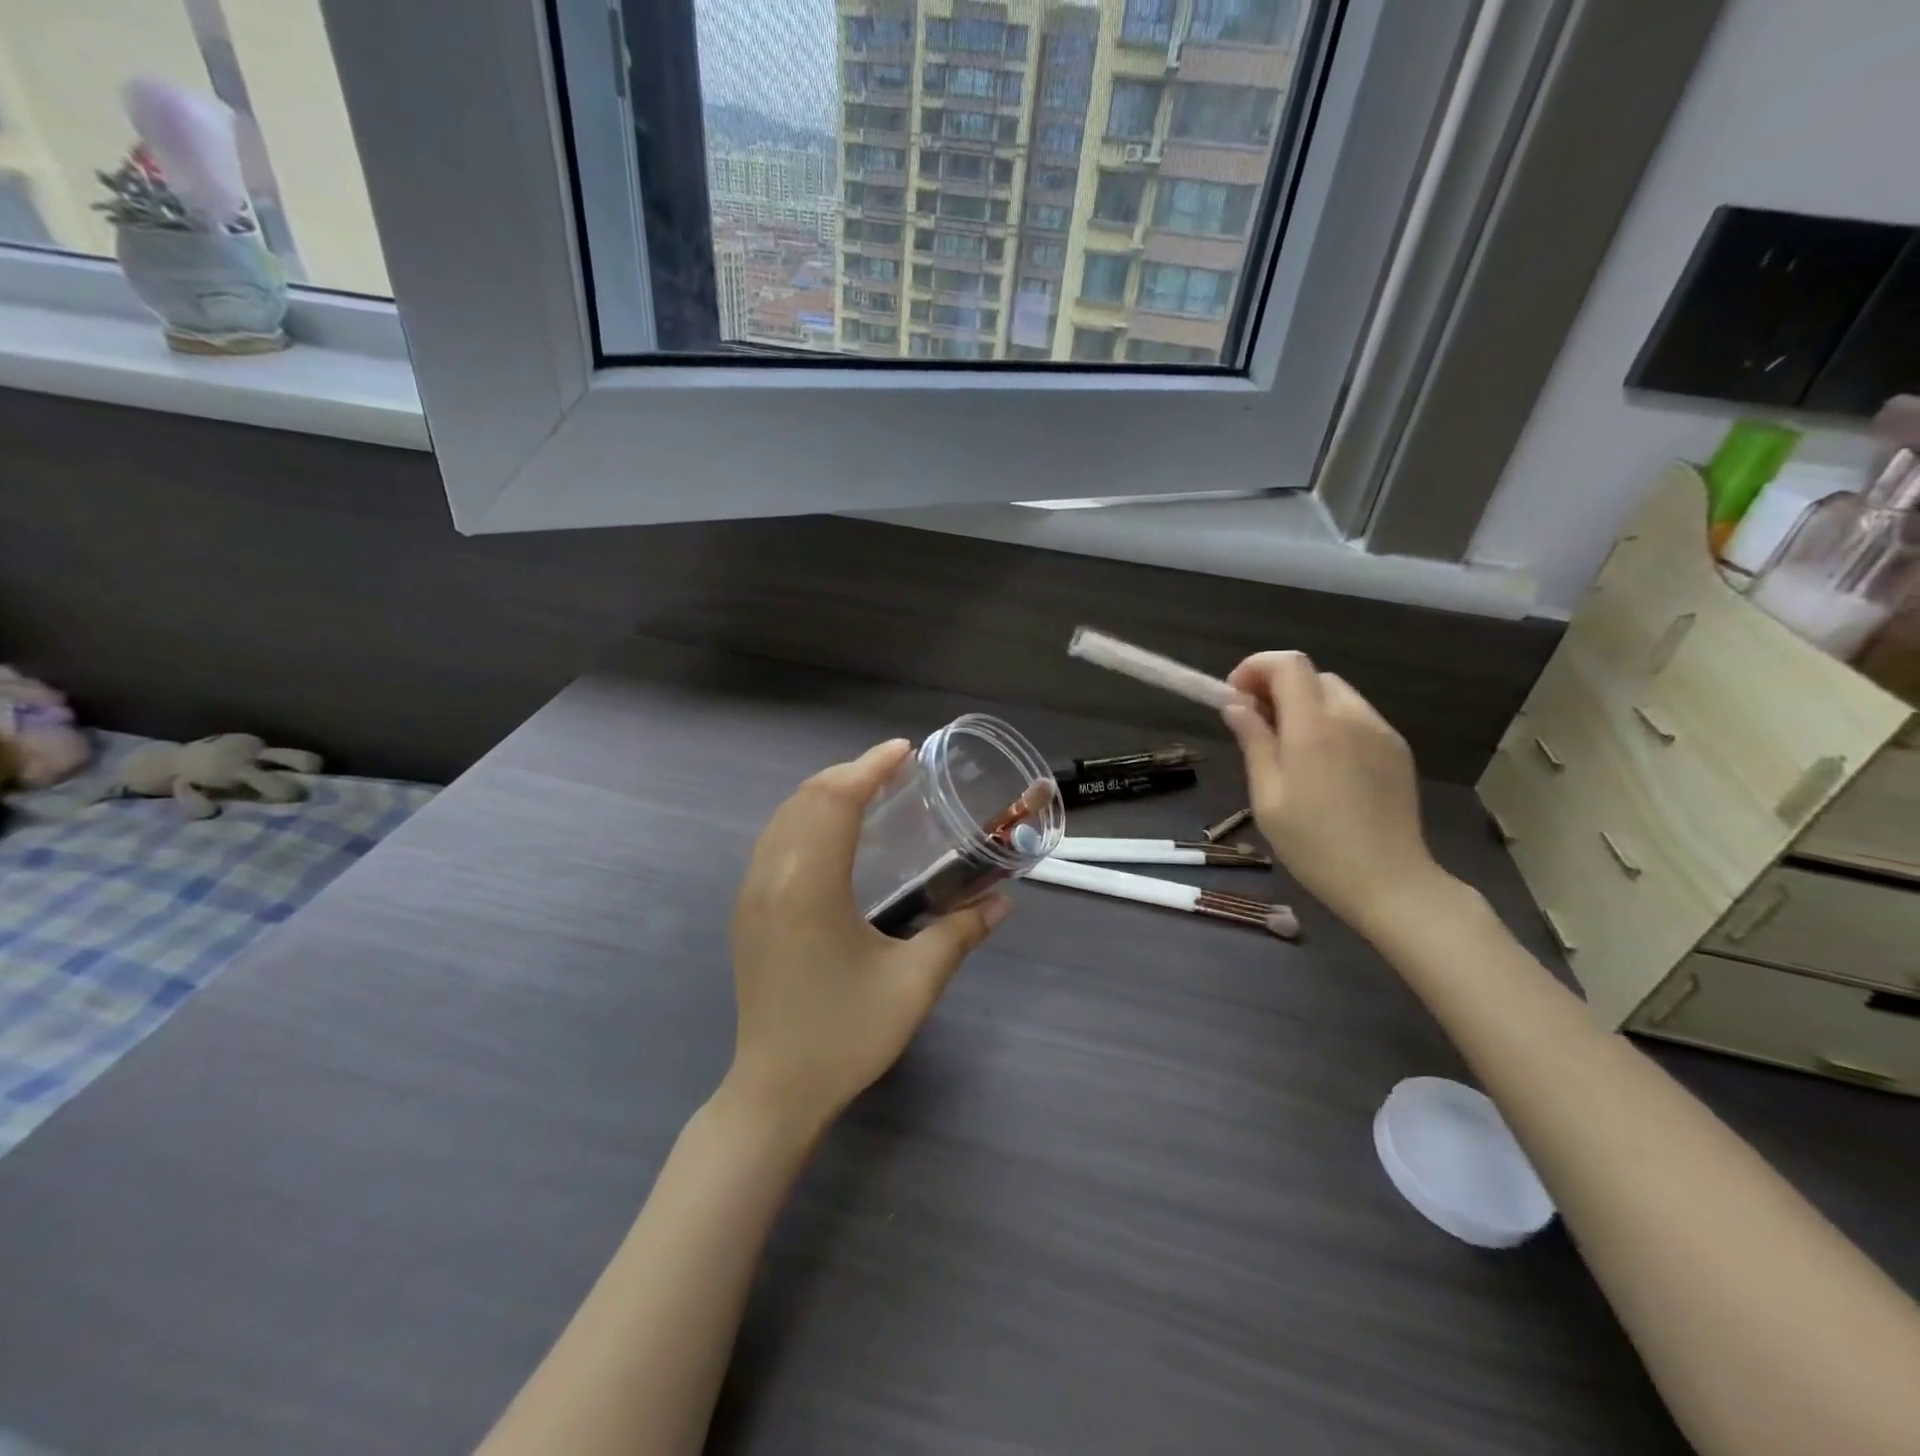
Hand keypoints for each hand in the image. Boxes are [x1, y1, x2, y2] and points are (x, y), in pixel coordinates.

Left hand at [725, 739, 1009, 1130]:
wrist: (775, 1091)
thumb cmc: (845, 1035)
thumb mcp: (913, 984)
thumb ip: (959, 934)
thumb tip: (1002, 903)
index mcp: (809, 886)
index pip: (835, 800)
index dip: (869, 767)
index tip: (905, 751)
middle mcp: (772, 877)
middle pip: (806, 798)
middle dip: (850, 773)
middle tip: (896, 770)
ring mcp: (752, 893)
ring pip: (784, 817)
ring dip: (825, 793)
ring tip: (870, 792)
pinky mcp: (747, 911)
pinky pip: (774, 841)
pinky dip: (806, 818)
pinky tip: (835, 836)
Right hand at [1222, 652, 1450, 938]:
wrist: (1388, 881)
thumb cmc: (1313, 844)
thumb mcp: (1267, 796)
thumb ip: (1253, 741)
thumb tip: (1236, 705)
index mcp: (1314, 727)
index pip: (1287, 664)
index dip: (1255, 667)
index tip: (1235, 697)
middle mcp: (1352, 717)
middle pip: (1311, 676)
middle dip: (1277, 687)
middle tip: (1256, 725)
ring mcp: (1381, 732)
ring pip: (1336, 694)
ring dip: (1305, 705)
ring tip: (1289, 748)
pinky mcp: (1397, 750)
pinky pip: (1357, 718)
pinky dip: (1331, 723)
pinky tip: (1323, 765)